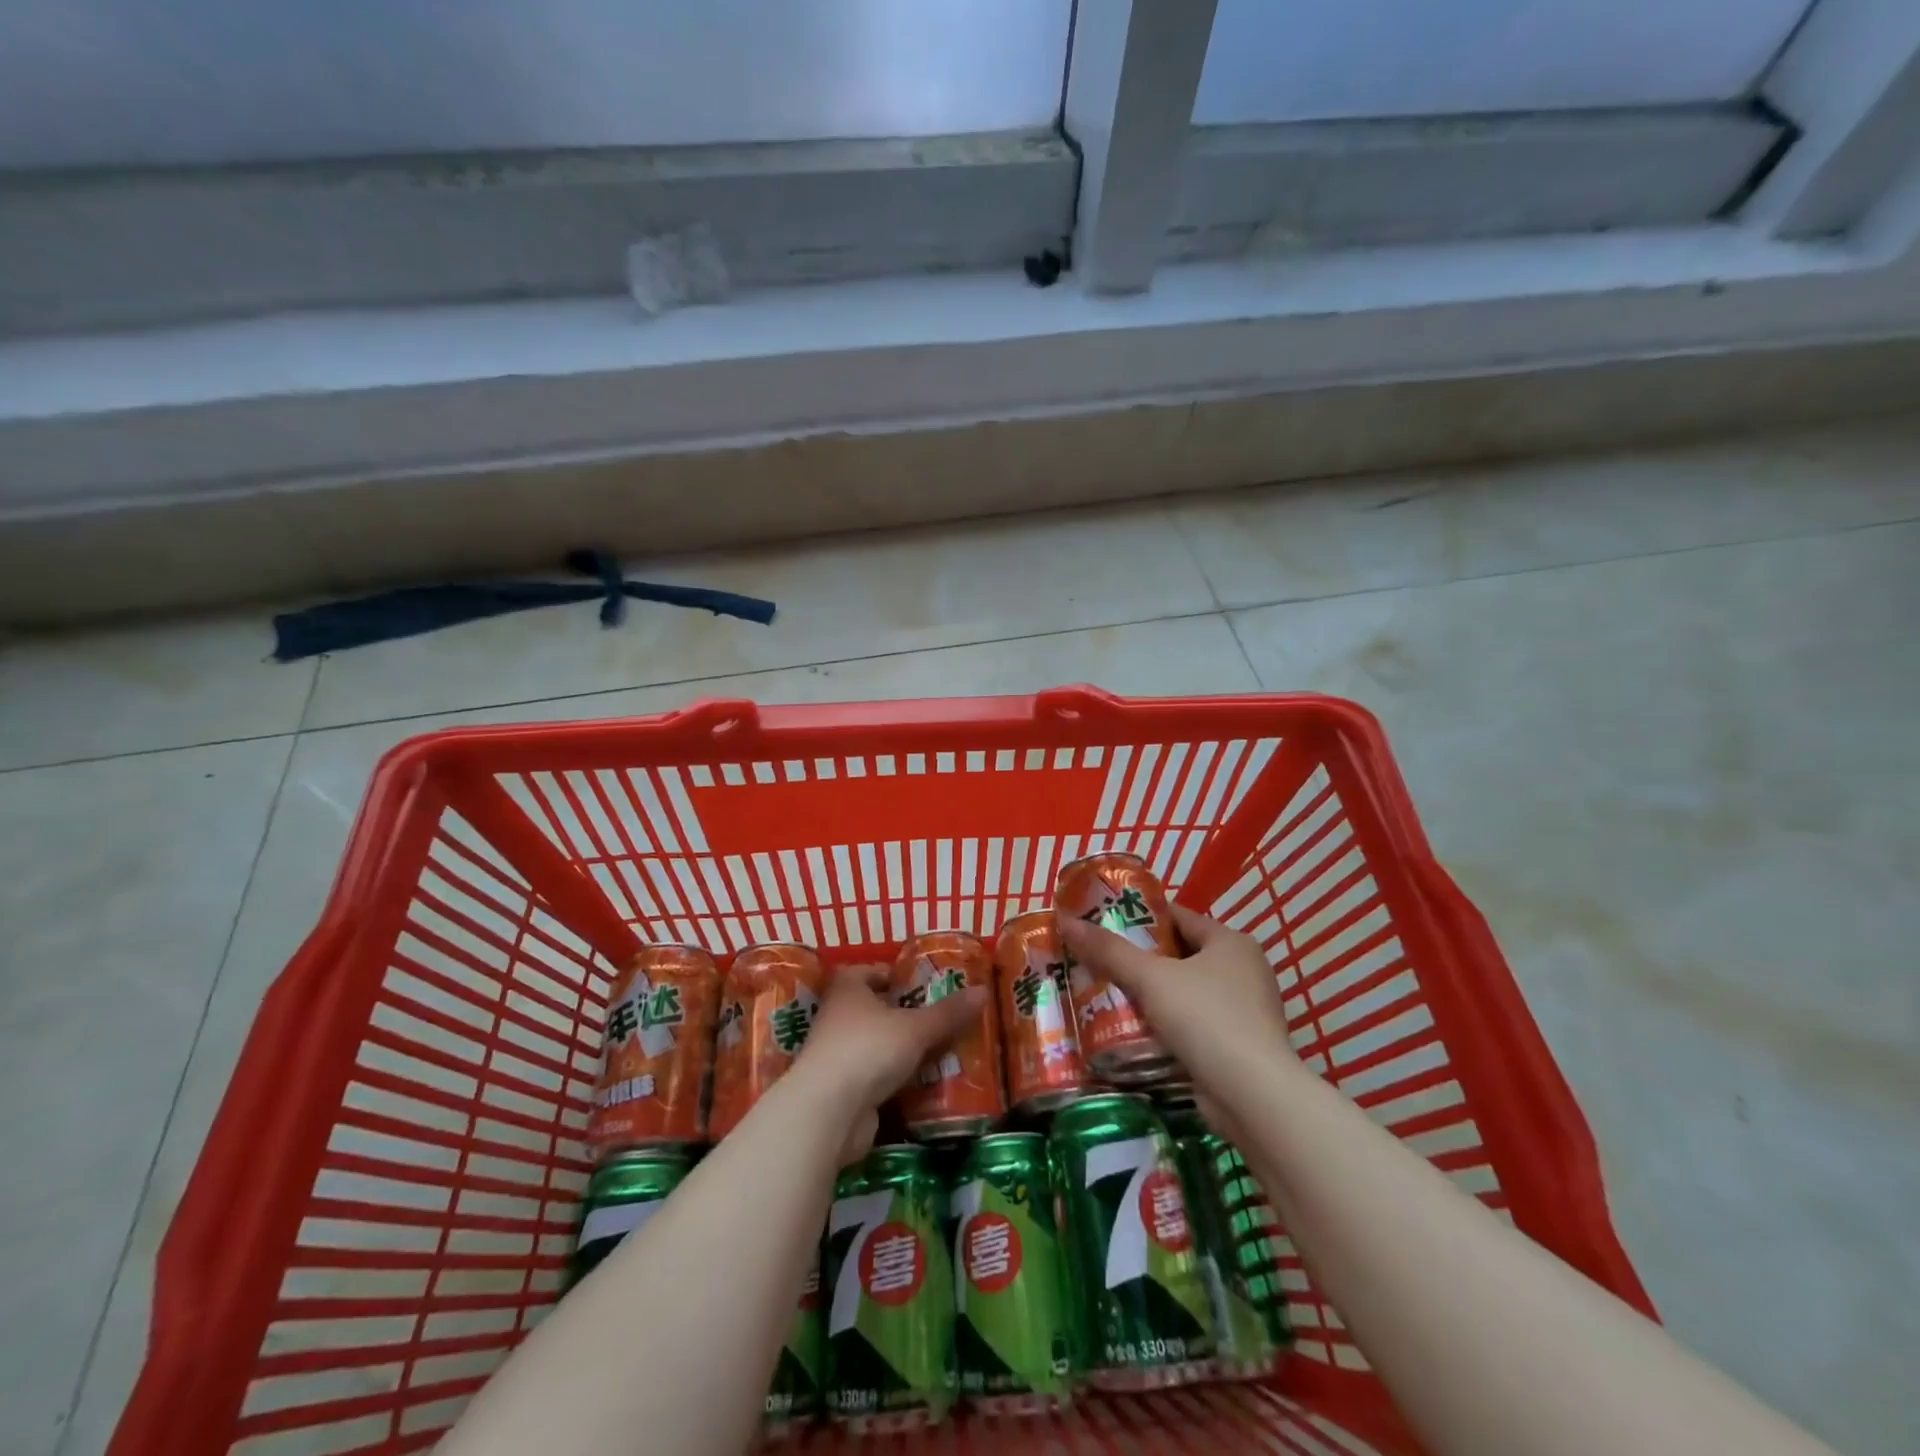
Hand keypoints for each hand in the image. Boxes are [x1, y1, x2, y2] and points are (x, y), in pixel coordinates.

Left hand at [790, 964, 986, 1163]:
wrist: (828, 1112)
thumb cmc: (868, 1049)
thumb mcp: (916, 1028)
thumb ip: (949, 1013)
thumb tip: (983, 991)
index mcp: (848, 989)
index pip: (869, 972)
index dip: (894, 975)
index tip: (923, 985)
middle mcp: (837, 1017)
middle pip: (874, 1009)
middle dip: (904, 1015)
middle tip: (940, 1019)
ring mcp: (836, 1056)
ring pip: (875, 1045)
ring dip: (901, 1050)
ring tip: (940, 1051)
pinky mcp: (841, 1091)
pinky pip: (874, 1077)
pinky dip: (894, 1079)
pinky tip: (922, 1084)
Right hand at [1058, 904, 1295, 1123]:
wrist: (1253, 1098)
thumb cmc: (1206, 1020)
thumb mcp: (1151, 978)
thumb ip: (1109, 951)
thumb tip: (1066, 921)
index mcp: (1231, 942)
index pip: (1178, 916)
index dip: (1139, 917)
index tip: (1102, 923)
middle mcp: (1244, 970)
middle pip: (1180, 954)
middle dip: (1140, 959)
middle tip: (1098, 960)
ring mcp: (1245, 1011)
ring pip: (1185, 992)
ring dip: (1151, 995)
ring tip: (1105, 993)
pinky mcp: (1238, 1047)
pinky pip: (1193, 1024)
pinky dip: (1166, 1025)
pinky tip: (1133, 1030)